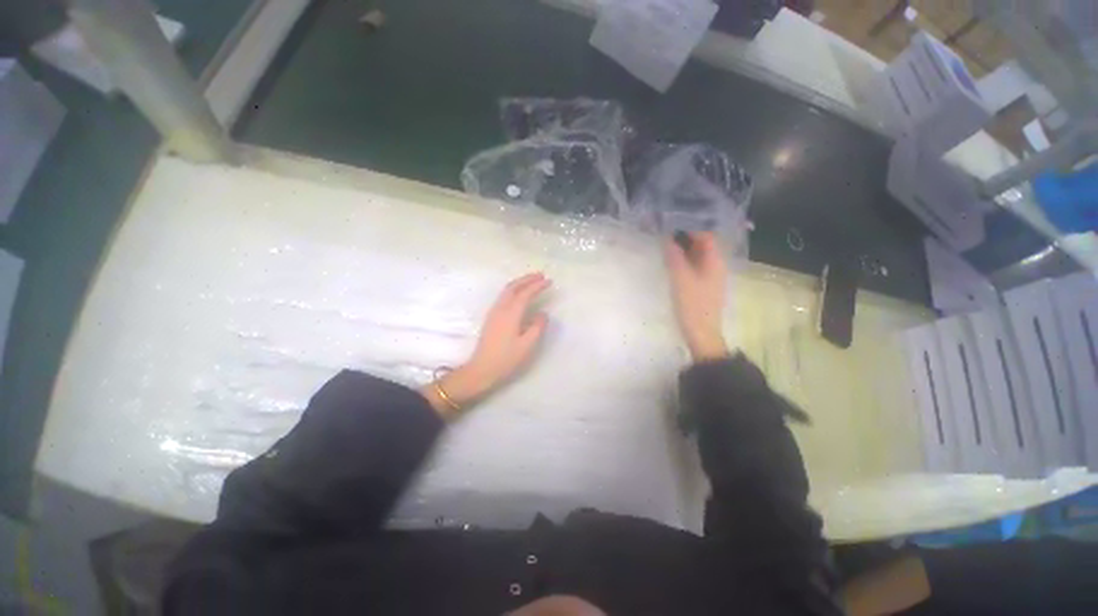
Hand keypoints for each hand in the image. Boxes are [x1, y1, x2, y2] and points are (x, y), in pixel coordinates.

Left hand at [422, 273, 550, 418]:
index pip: (525, 294)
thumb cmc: (505, 359)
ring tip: (532, 281)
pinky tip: (519, 295)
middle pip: (513, 287)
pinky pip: (503, 296)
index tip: (549, 281)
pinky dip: (514, 290)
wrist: (481, 368)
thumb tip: (543, 314)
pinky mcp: (491, 317)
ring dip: (520, 283)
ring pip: (507, 290)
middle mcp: (501, 309)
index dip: (537, 286)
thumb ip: (537, 327)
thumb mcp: (526, 345)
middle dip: (527, 279)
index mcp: (511, 314)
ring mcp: (494, 312)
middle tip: (540, 275)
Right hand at [665, 232, 729, 361]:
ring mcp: (711, 277)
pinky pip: (695, 267)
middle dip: (685, 240)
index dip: (690, 230)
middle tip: (665, 238)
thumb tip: (667, 237)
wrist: (701, 332)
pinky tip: (672, 266)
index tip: (671, 229)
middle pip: (703, 246)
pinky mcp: (704, 286)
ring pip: (698, 257)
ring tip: (666, 250)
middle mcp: (716, 266)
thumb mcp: (680, 278)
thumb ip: (674, 256)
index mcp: (715, 261)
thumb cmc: (692, 304)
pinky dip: (684, 262)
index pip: (706, 236)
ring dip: (684, 251)